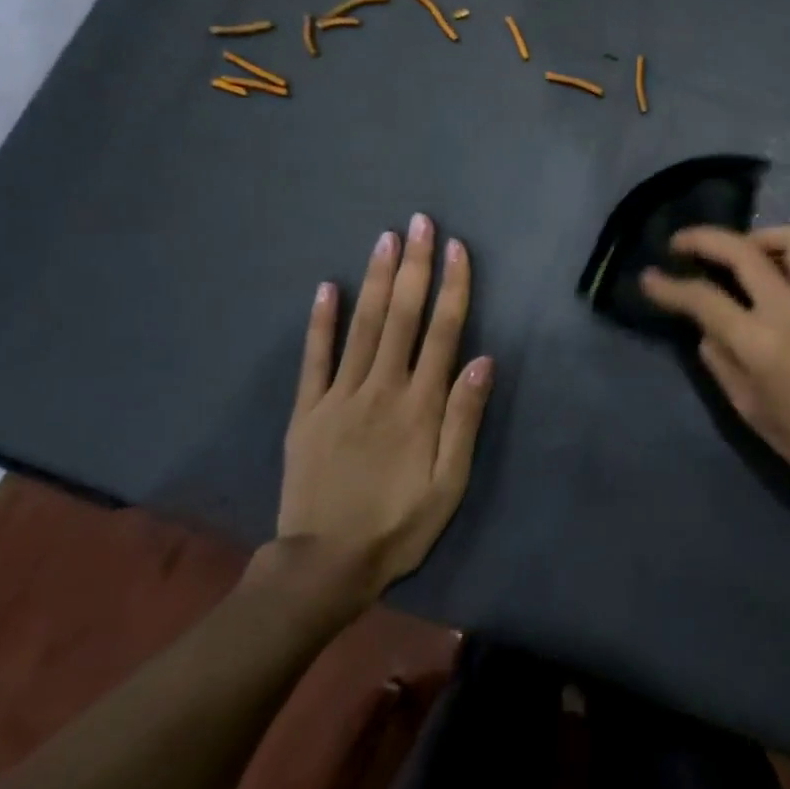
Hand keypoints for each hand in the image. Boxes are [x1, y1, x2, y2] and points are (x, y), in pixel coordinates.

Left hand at [273, 213, 493, 618]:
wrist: (324, 566)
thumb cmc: (399, 523)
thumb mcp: (448, 483)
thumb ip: (464, 420)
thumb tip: (483, 360)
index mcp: (419, 405)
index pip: (442, 332)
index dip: (453, 286)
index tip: (457, 248)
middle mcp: (381, 388)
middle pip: (402, 316)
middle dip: (415, 265)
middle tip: (420, 222)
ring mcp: (338, 396)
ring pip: (362, 326)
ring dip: (377, 279)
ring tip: (386, 239)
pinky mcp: (306, 411)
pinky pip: (313, 358)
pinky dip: (320, 321)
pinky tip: (327, 287)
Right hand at [639, 225, 789, 501]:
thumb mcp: (749, 409)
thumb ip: (721, 362)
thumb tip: (706, 329)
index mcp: (760, 342)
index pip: (704, 299)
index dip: (670, 287)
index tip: (649, 277)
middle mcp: (788, 309)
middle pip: (742, 251)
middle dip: (703, 238)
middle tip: (679, 243)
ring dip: (756, 236)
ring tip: (737, 253)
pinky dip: (783, 252)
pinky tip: (769, 274)